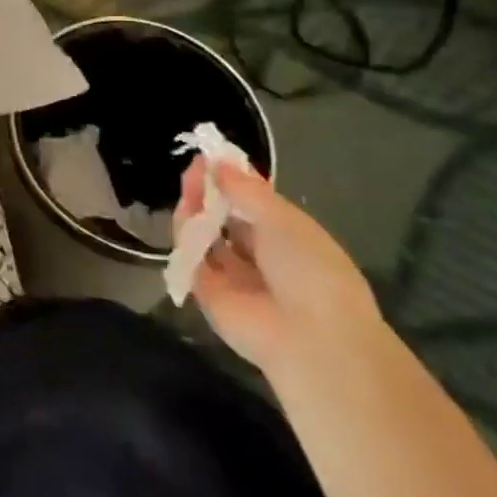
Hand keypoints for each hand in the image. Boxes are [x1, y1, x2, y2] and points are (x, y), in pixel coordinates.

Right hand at [178, 157, 382, 381]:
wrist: (311, 339)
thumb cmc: (312, 270)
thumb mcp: (284, 219)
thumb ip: (246, 190)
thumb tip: (217, 163)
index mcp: (288, 239)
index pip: (252, 205)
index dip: (233, 180)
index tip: (213, 157)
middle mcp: (259, 256)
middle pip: (225, 217)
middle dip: (210, 191)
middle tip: (194, 167)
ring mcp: (232, 276)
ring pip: (205, 235)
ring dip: (195, 207)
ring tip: (188, 183)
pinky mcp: (206, 293)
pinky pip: (191, 258)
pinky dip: (185, 235)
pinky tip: (185, 211)